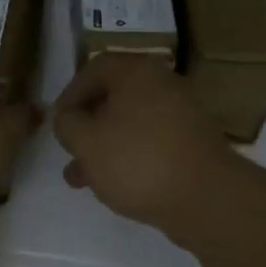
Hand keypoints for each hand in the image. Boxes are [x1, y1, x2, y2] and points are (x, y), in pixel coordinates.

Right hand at [51, 53, 235, 230]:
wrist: (207, 198)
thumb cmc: (138, 160)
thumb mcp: (87, 142)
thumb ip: (67, 124)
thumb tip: (67, 117)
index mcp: (137, 72)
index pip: (94, 68)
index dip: (70, 93)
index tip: (58, 121)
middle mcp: (162, 84)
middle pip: (114, 97)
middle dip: (86, 126)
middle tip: (69, 150)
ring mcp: (182, 114)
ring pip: (131, 124)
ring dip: (104, 146)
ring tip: (81, 179)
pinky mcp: (193, 143)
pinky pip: (151, 141)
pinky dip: (130, 156)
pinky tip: (114, 185)